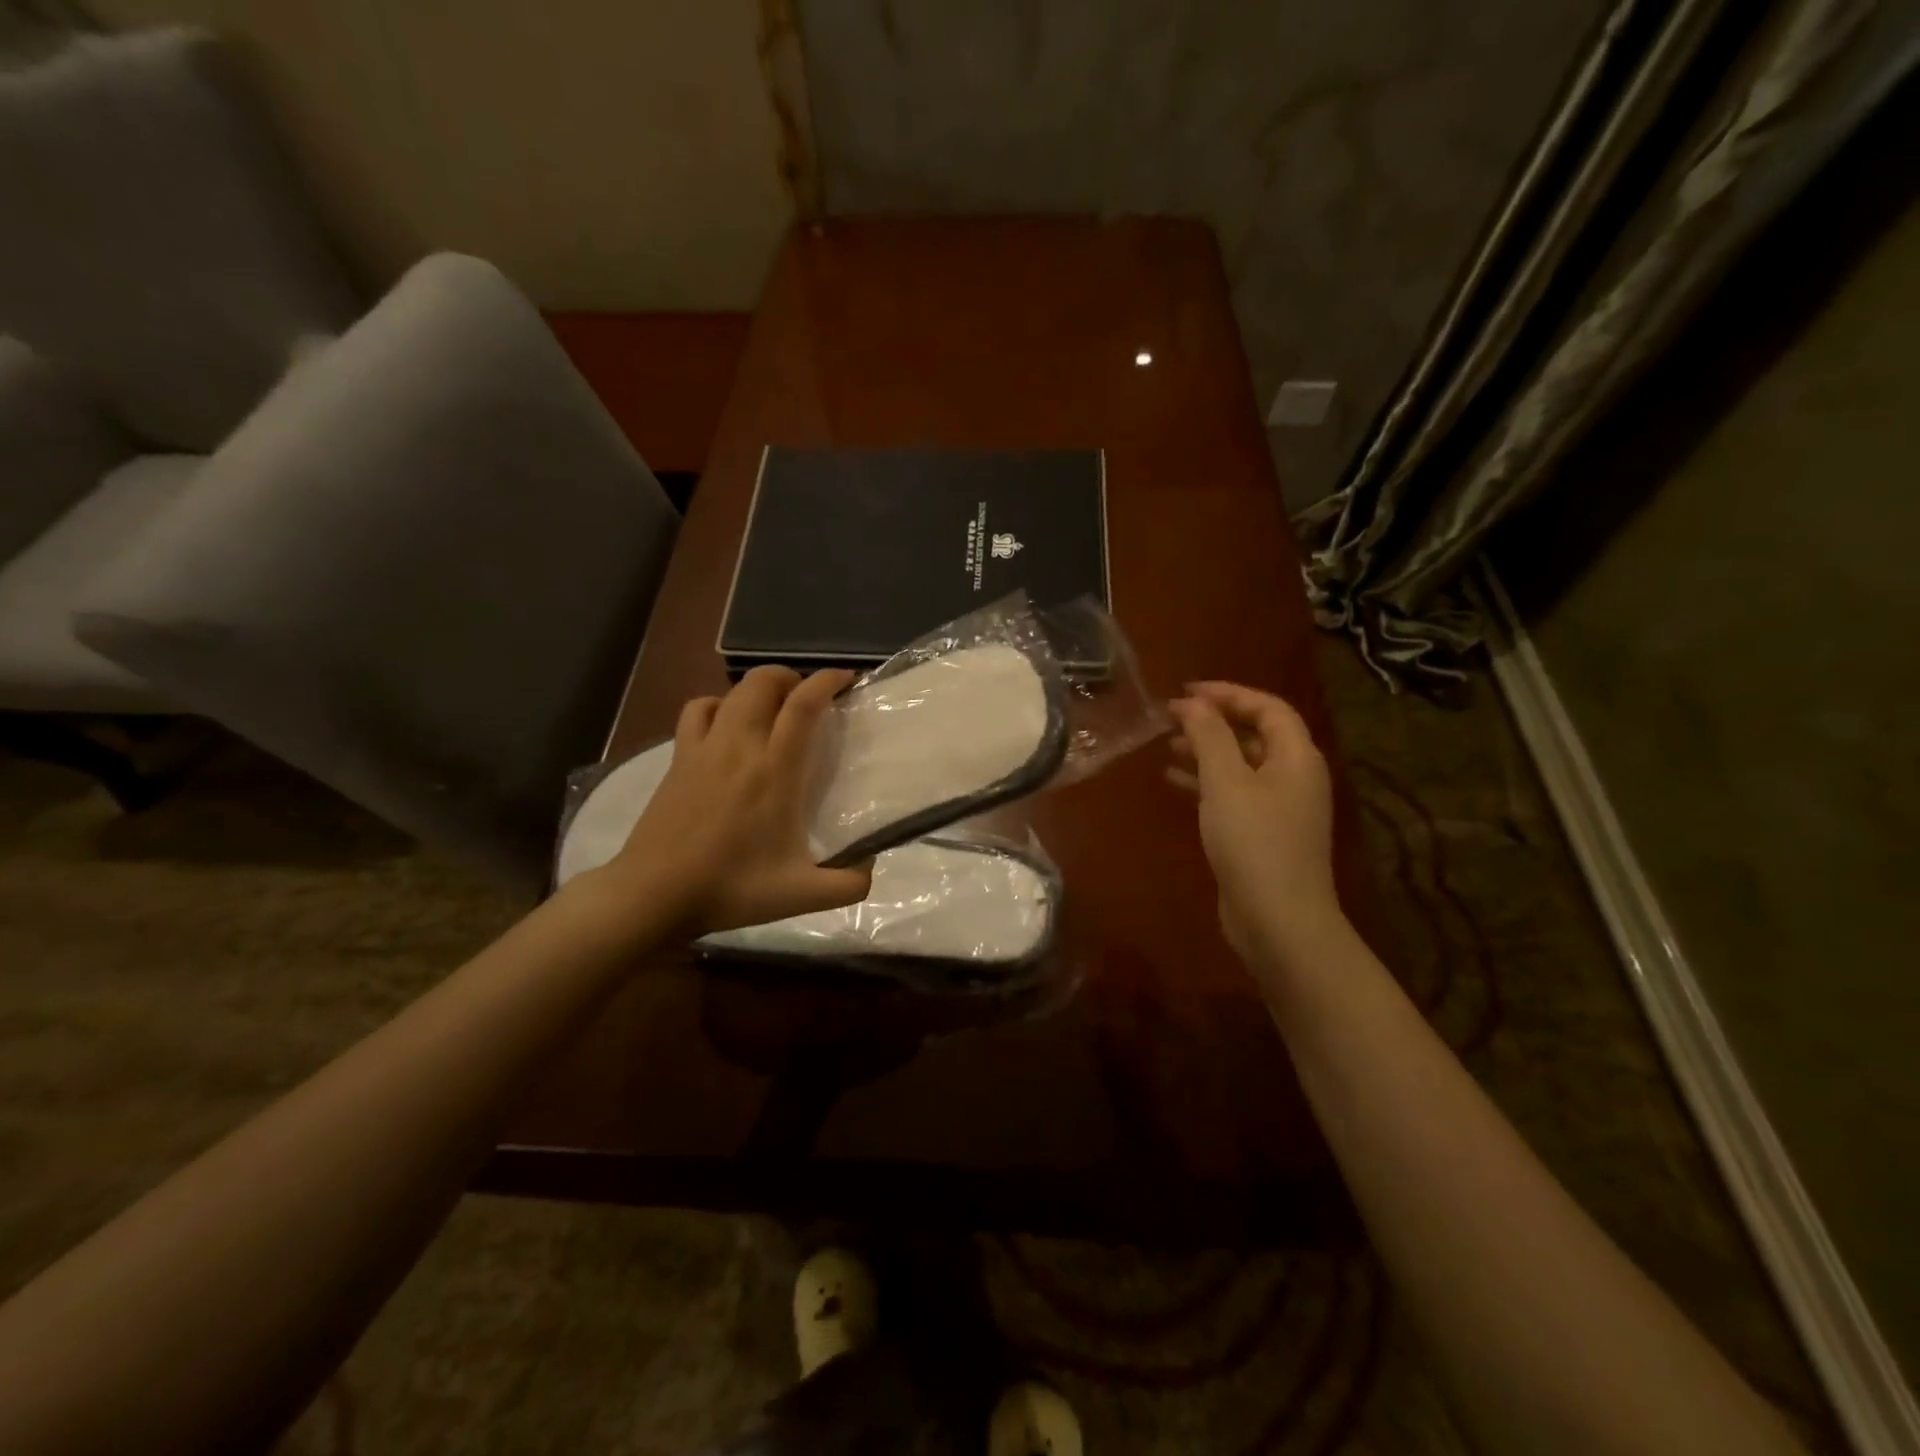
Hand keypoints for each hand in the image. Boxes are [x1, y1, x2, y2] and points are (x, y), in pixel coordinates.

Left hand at [586, 667, 873, 936]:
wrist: (654, 894)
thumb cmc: (731, 888)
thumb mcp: (801, 895)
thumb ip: (848, 885)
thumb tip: (871, 868)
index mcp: (775, 772)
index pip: (802, 705)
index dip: (827, 681)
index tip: (847, 679)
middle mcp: (740, 747)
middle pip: (763, 682)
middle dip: (792, 677)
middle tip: (810, 697)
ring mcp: (703, 749)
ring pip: (731, 692)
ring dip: (758, 688)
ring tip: (774, 707)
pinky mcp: (678, 758)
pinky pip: (698, 711)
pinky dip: (718, 705)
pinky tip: (726, 724)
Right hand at [1167, 682, 1348, 973]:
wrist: (1278, 921)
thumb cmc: (1253, 842)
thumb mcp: (1226, 782)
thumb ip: (1209, 736)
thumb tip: (1193, 703)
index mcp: (1296, 757)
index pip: (1267, 707)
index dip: (1228, 693)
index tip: (1186, 691)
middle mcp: (1294, 777)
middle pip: (1255, 734)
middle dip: (1214, 722)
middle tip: (1171, 717)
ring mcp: (1281, 809)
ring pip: (1241, 765)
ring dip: (1206, 751)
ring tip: (1166, 746)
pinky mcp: (1264, 835)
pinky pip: (1234, 794)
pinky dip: (1206, 782)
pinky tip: (1174, 782)